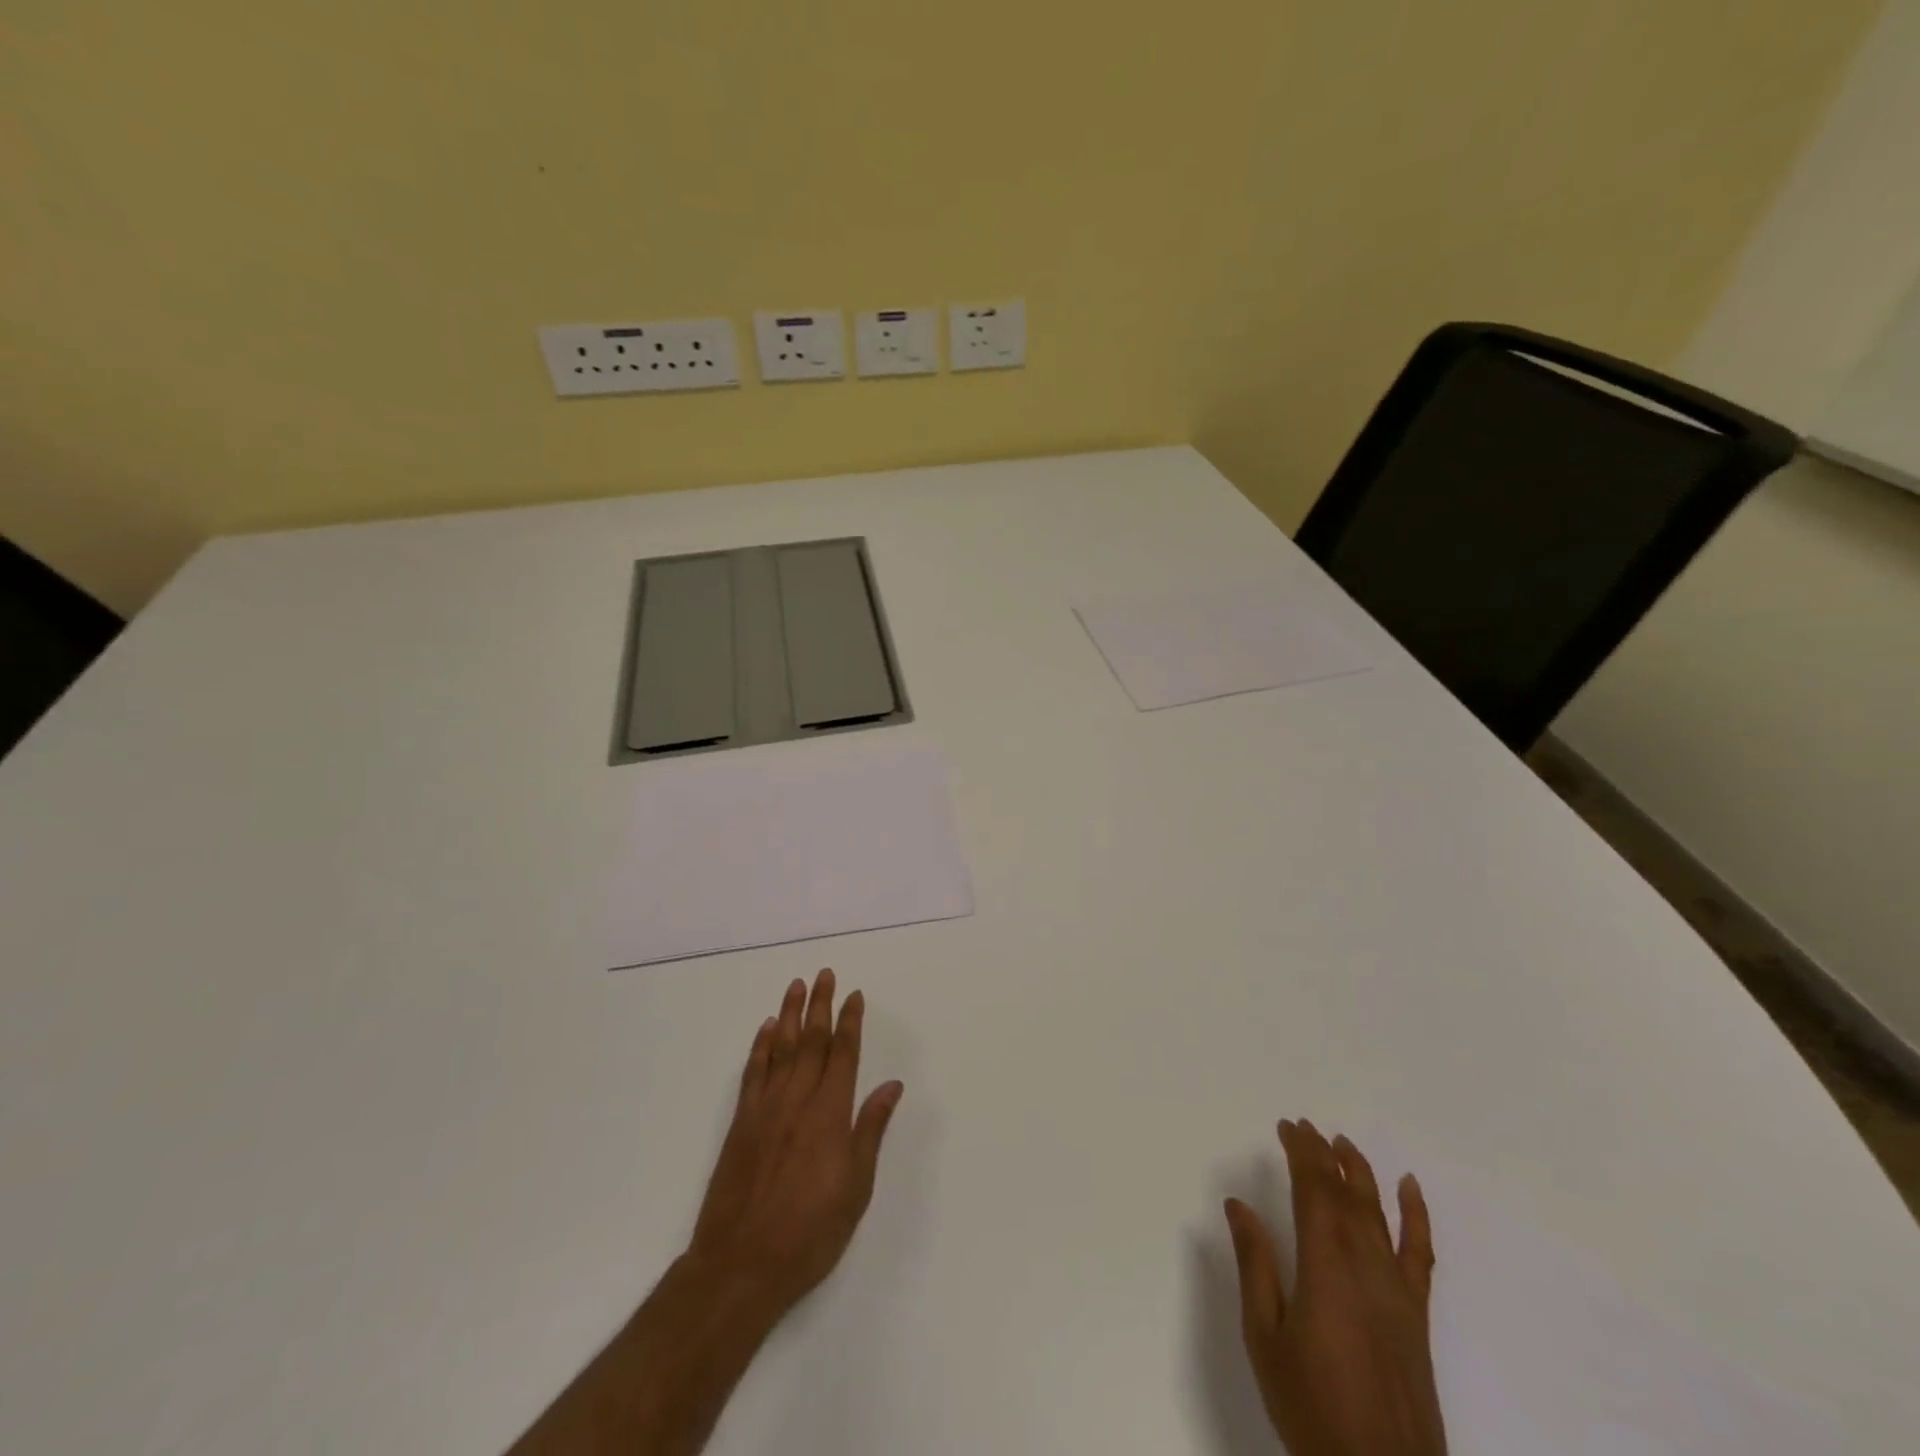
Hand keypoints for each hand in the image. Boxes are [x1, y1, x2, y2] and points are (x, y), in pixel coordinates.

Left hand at [687, 968, 903, 1318]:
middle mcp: (798, 1100)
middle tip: (824, 974)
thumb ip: (871, 1130)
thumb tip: (891, 1085)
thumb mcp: (856, 1187)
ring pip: (780, 1048)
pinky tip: (766, 1029)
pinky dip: (760, 1047)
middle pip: (811, 1041)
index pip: (843, 1054)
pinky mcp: (741, 1123)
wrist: (740, 1265)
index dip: (850, 1022)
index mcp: (830, 1113)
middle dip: (820, 1005)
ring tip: (795, 986)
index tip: (854, 995)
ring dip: (789, 1014)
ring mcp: (765, 1108)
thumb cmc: (810, 1231)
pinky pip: (753, 1073)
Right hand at [1224, 1120, 1445, 1455]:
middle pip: (1344, 1194)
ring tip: (1342, 1143)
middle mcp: (1365, 1266)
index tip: (1285, 1127)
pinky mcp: (1416, 1315)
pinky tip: (1410, 1188)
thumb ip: (1255, 1266)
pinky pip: (1420, 1254)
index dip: (1300, 1153)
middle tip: (1303, 1127)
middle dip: (1323, 1155)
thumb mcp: (1265, 1336)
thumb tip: (1238, 1205)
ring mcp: (1396, 1289)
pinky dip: (1417, 1216)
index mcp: (1325, 1266)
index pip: (1314, 1190)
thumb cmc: (1310, 1406)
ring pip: (1378, 1213)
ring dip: (1360, 1172)